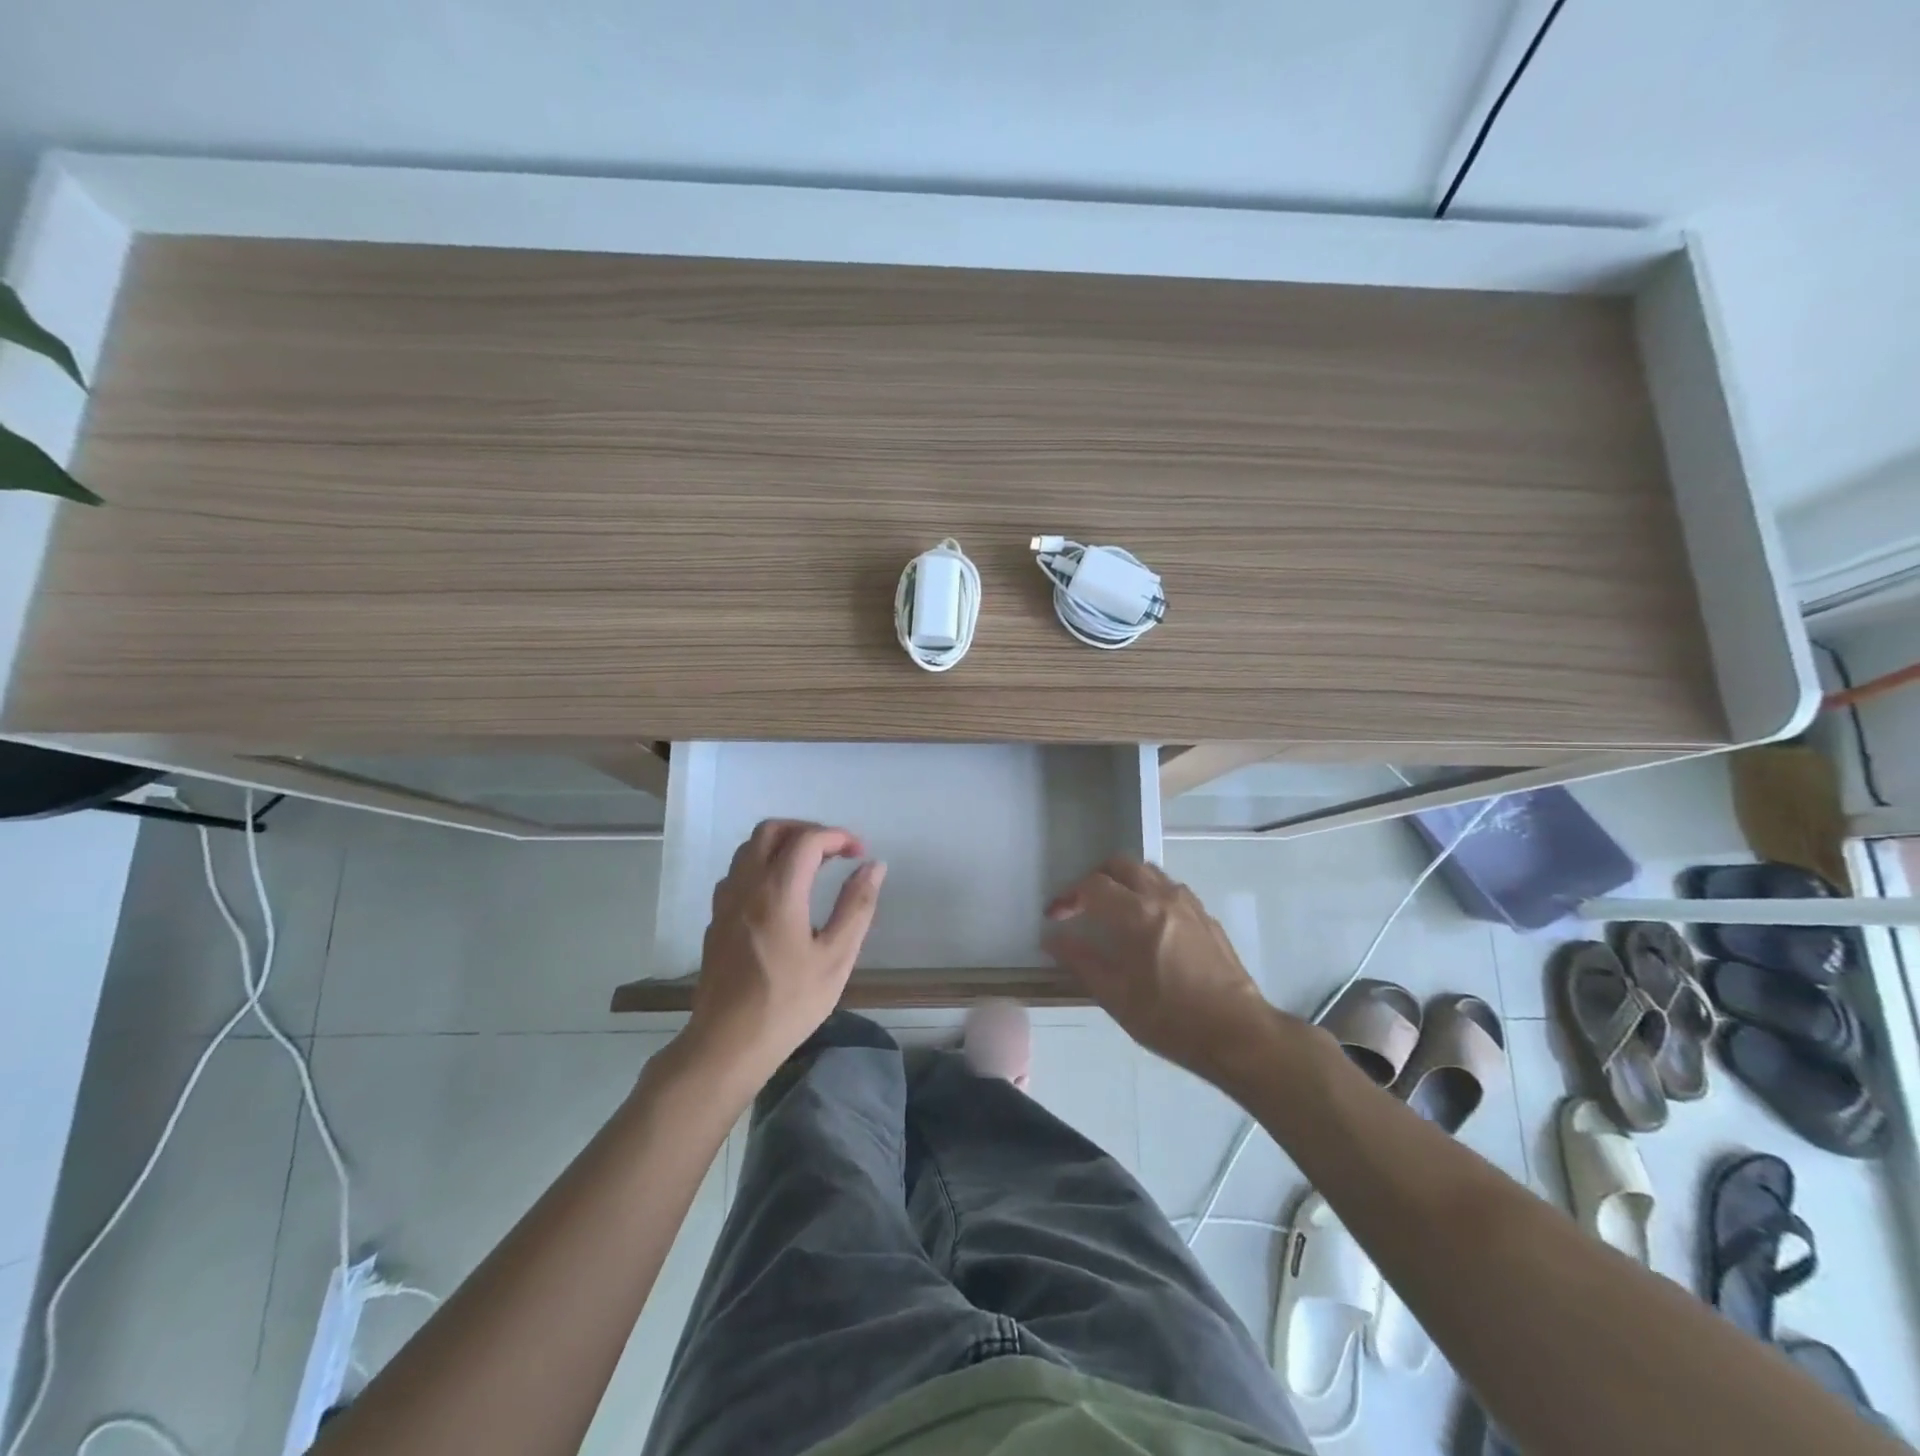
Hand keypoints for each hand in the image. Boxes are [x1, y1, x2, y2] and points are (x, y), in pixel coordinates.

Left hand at [685, 819, 885, 1085]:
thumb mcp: (836, 957)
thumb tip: (873, 866)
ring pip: (749, 848)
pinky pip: (738, 872)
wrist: (727, 1044)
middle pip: (771, 830)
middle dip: (807, 830)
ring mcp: (725, 902)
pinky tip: (782, 894)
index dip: (838, 837)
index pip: (808, 839)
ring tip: (812, 867)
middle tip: (835, 852)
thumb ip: (857, 906)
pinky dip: (763, 865)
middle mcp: (747, 885)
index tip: (860, 853)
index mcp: (778, 891)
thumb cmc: (788, 1003)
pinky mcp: (716, 920)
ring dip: (782, 845)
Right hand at [1044, 858, 1277, 1084]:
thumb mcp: (1116, 997)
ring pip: (1149, 872)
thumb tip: (1053, 937)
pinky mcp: (1207, 918)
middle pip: (1122, 865)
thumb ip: (1081, 960)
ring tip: (1114, 912)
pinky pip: (1171, 889)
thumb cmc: (1170, 1019)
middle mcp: (1163, 898)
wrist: (1238, 1034)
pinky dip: (1150, 894)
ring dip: (1125, 882)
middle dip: (1096, 878)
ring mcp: (1190, 905)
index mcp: (1138, 914)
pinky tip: (1149, 926)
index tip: (1055, 916)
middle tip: (1082, 905)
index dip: (1068, 896)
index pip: (1093, 886)